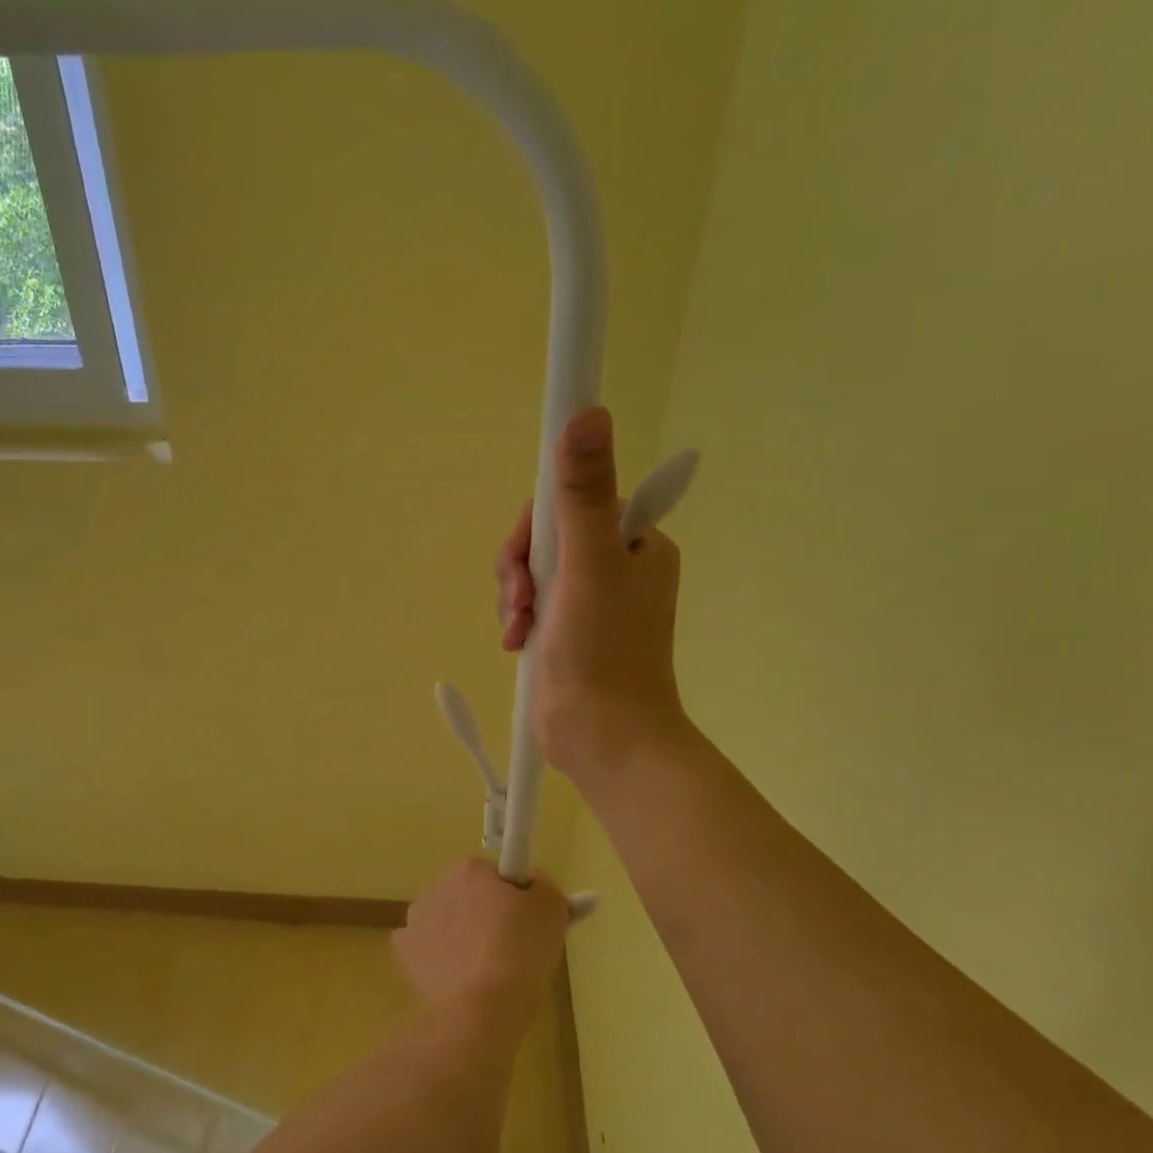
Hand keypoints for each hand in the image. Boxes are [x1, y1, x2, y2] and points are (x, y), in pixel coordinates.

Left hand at [393, 859, 568, 1024]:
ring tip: (488, 969)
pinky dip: (442, 959)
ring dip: (463, 935)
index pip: (498, 875)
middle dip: (488, 914)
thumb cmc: (521, 950)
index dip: (517, 896)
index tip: (528, 921)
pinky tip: (459, 978)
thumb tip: (531, 885)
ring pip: (448, 920)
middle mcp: (437, 885)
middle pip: (471, 895)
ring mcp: (416, 919)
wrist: (481, 1008)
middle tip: (514, 947)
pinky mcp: (405, 952)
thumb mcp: (552, 907)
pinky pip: (429, 948)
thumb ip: (542, 887)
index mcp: (470, 869)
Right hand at [496, 406, 690, 789]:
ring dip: (516, 595)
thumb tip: (588, 413)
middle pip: (549, 536)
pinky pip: (532, 603)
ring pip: (534, 571)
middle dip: (522, 566)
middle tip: (522, 598)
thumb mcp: (588, 566)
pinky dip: (519, 618)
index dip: (542, 519)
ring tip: (519, 628)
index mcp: (636, 544)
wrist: (603, 739)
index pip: (577, 499)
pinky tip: (516, 642)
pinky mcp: (568, 631)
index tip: (529, 552)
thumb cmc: (604, 652)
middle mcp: (616, 566)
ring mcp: (590, 601)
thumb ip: (582, 494)